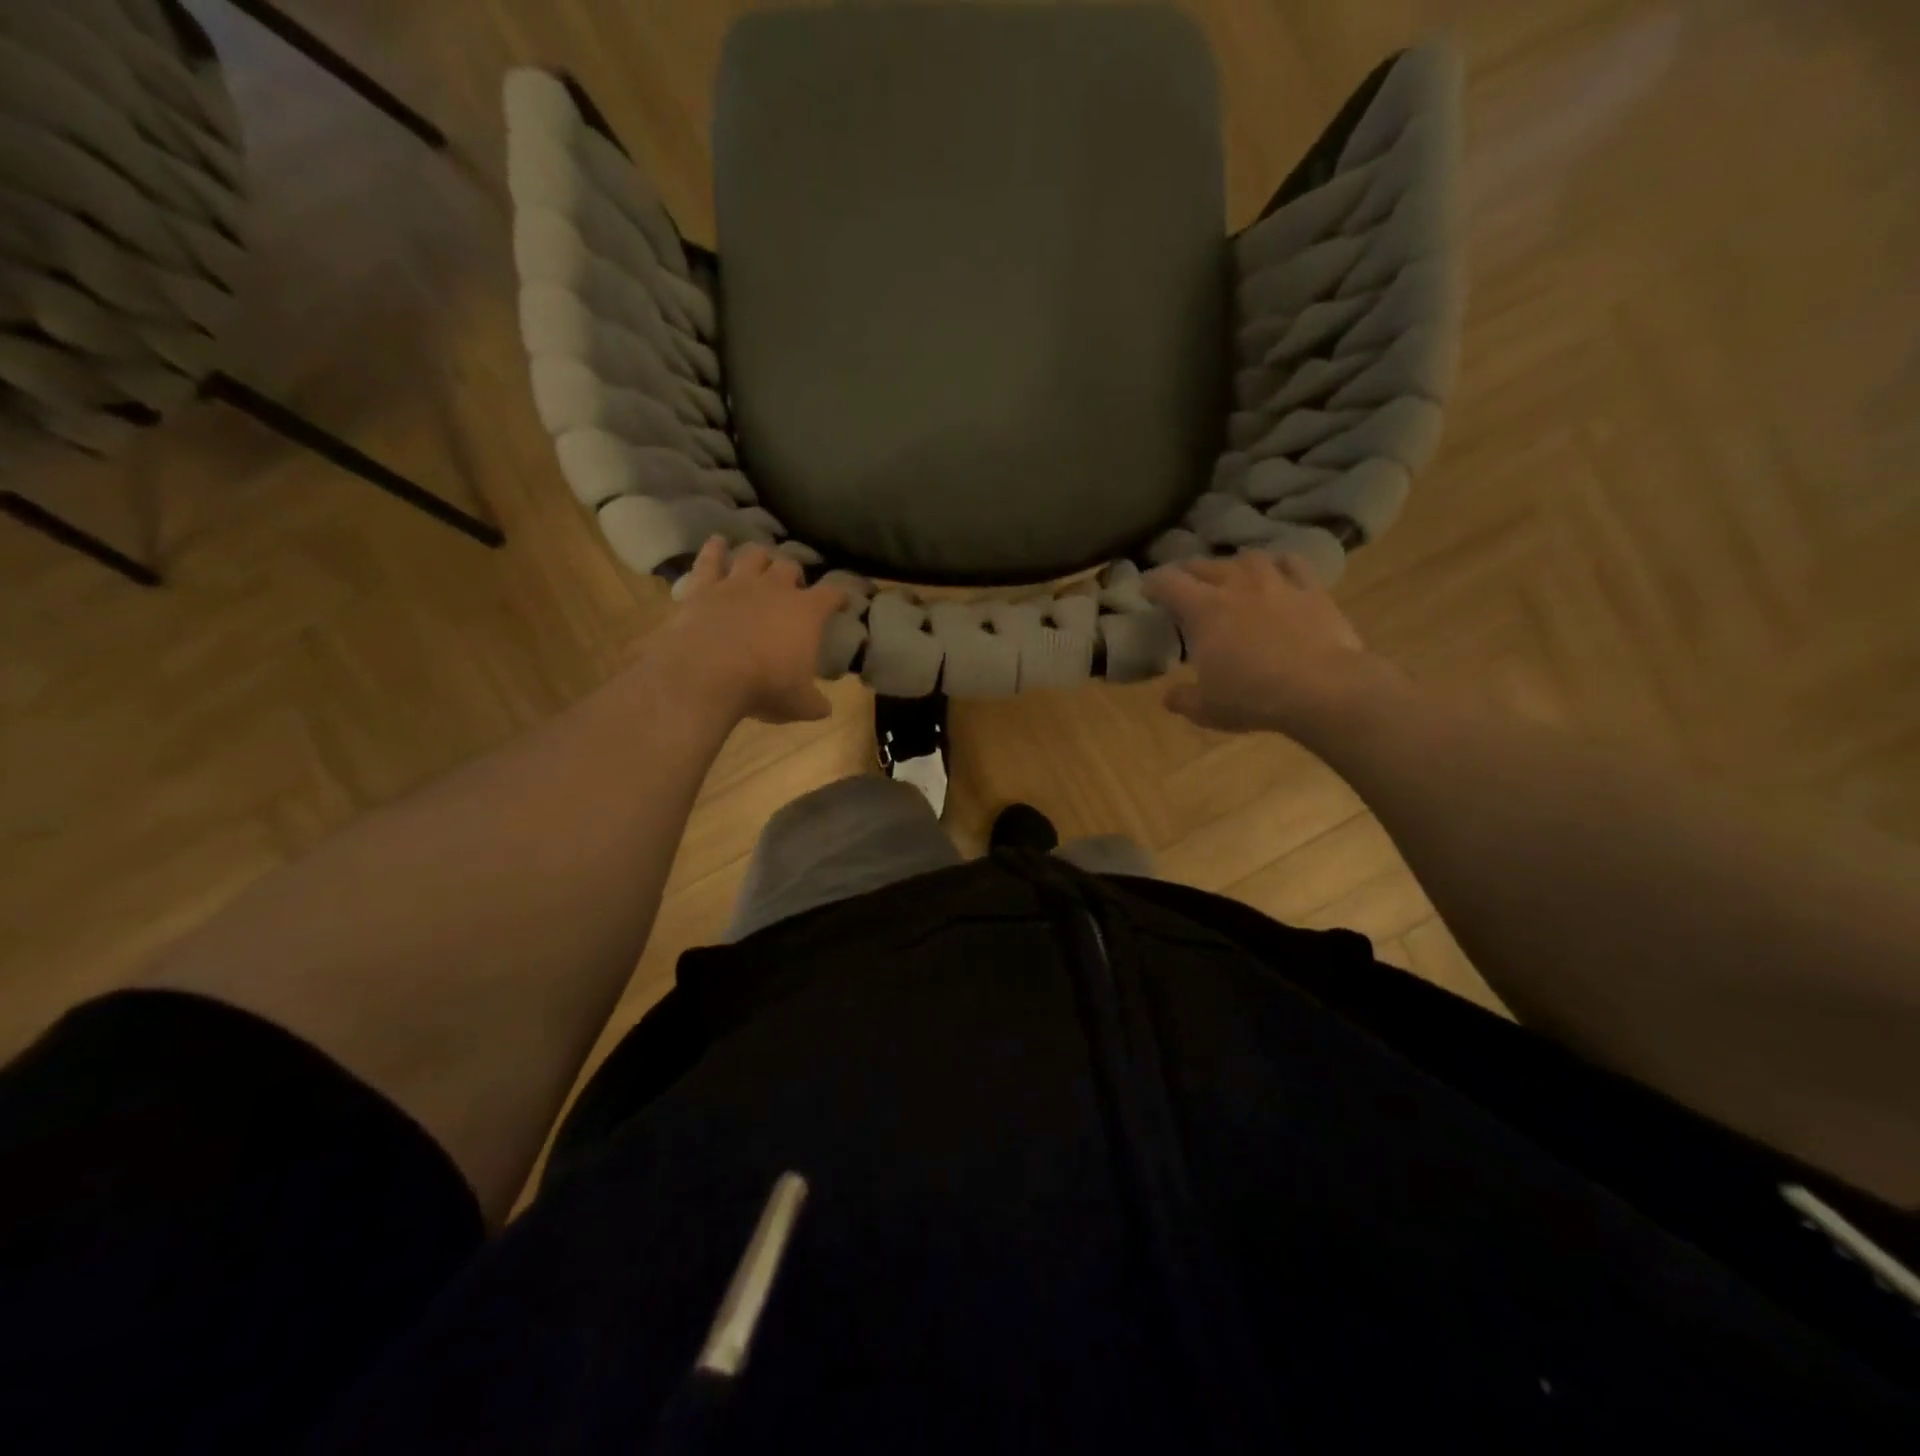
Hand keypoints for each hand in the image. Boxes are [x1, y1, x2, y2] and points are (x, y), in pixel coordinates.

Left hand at [654, 538, 848, 723]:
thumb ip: (815, 703)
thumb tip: (825, 709)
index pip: (832, 594)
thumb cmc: (764, 687)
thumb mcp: (799, 704)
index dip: (840, 595)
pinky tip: (717, 542)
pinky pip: (710, 559)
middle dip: (795, 574)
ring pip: (754, 555)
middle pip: (790, 567)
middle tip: (794, 585)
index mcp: (807, 613)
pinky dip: (715, 549)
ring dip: (760, 556)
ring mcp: (738, 583)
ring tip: (761, 560)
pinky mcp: (704, 587)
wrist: (706, 673)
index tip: (843, 599)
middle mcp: (775, 589)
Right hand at [1142, 551, 1403, 738]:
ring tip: (1231, 574)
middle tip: (1184, 583)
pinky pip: (1293, 564)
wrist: (1321, 688)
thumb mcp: (1207, 709)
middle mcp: (1236, 586)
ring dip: (1234, 564)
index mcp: (1203, 610)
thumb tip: (1169, 698)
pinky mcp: (1312, 590)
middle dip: (1189, 572)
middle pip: (1205, 566)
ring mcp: (1277, 583)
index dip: (1153, 583)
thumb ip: (1183, 699)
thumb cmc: (1253, 697)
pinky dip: (1280, 564)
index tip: (1146, 589)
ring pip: (1248, 558)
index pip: (1168, 583)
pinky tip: (1278, 570)